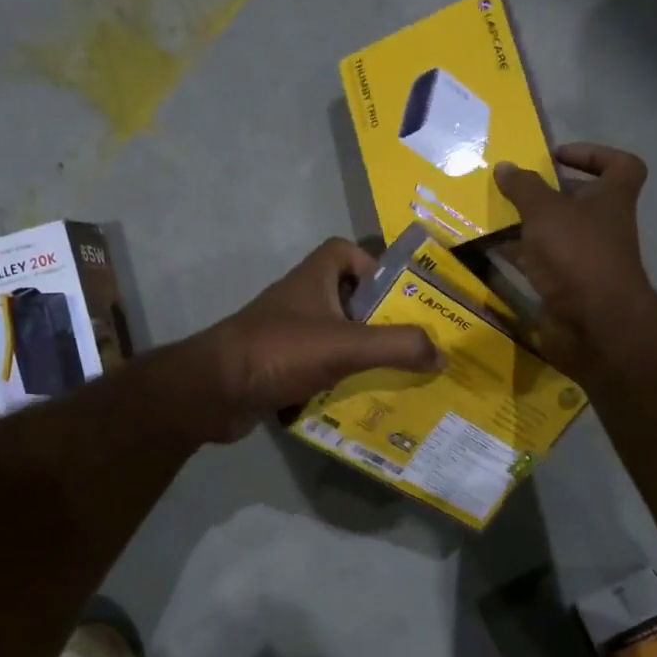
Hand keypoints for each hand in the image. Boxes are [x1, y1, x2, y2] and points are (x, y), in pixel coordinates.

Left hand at [189, 238, 442, 440]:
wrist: (213, 391)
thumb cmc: (280, 351)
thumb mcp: (347, 345)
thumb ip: (398, 347)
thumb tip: (443, 355)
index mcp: (314, 279)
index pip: (344, 252)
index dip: (374, 267)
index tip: (399, 296)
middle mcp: (300, 302)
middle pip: (347, 300)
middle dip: (378, 321)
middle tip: (413, 345)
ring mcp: (286, 336)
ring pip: (334, 339)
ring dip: (361, 356)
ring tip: (397, 377)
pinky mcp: (278, 368)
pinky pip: (318, 370)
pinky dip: (337, 384)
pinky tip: (361, 404)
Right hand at [493, 144, 656, 377]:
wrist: (595, 324)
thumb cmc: (578, 254)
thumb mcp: (545, 211)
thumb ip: (524, 187)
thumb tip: (505, 166)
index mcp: (613, 199)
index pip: (621, 165)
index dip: (594, 154)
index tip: (558, 157)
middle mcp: (605, 227)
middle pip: (581, 201)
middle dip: (549, 194)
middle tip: (515, 188)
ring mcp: (588, 259)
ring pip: (557, 234)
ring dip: (529, 226)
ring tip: (494, 216)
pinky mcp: (569, 287)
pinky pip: (542, 264)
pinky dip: (520, 257)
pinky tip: (491, 251)